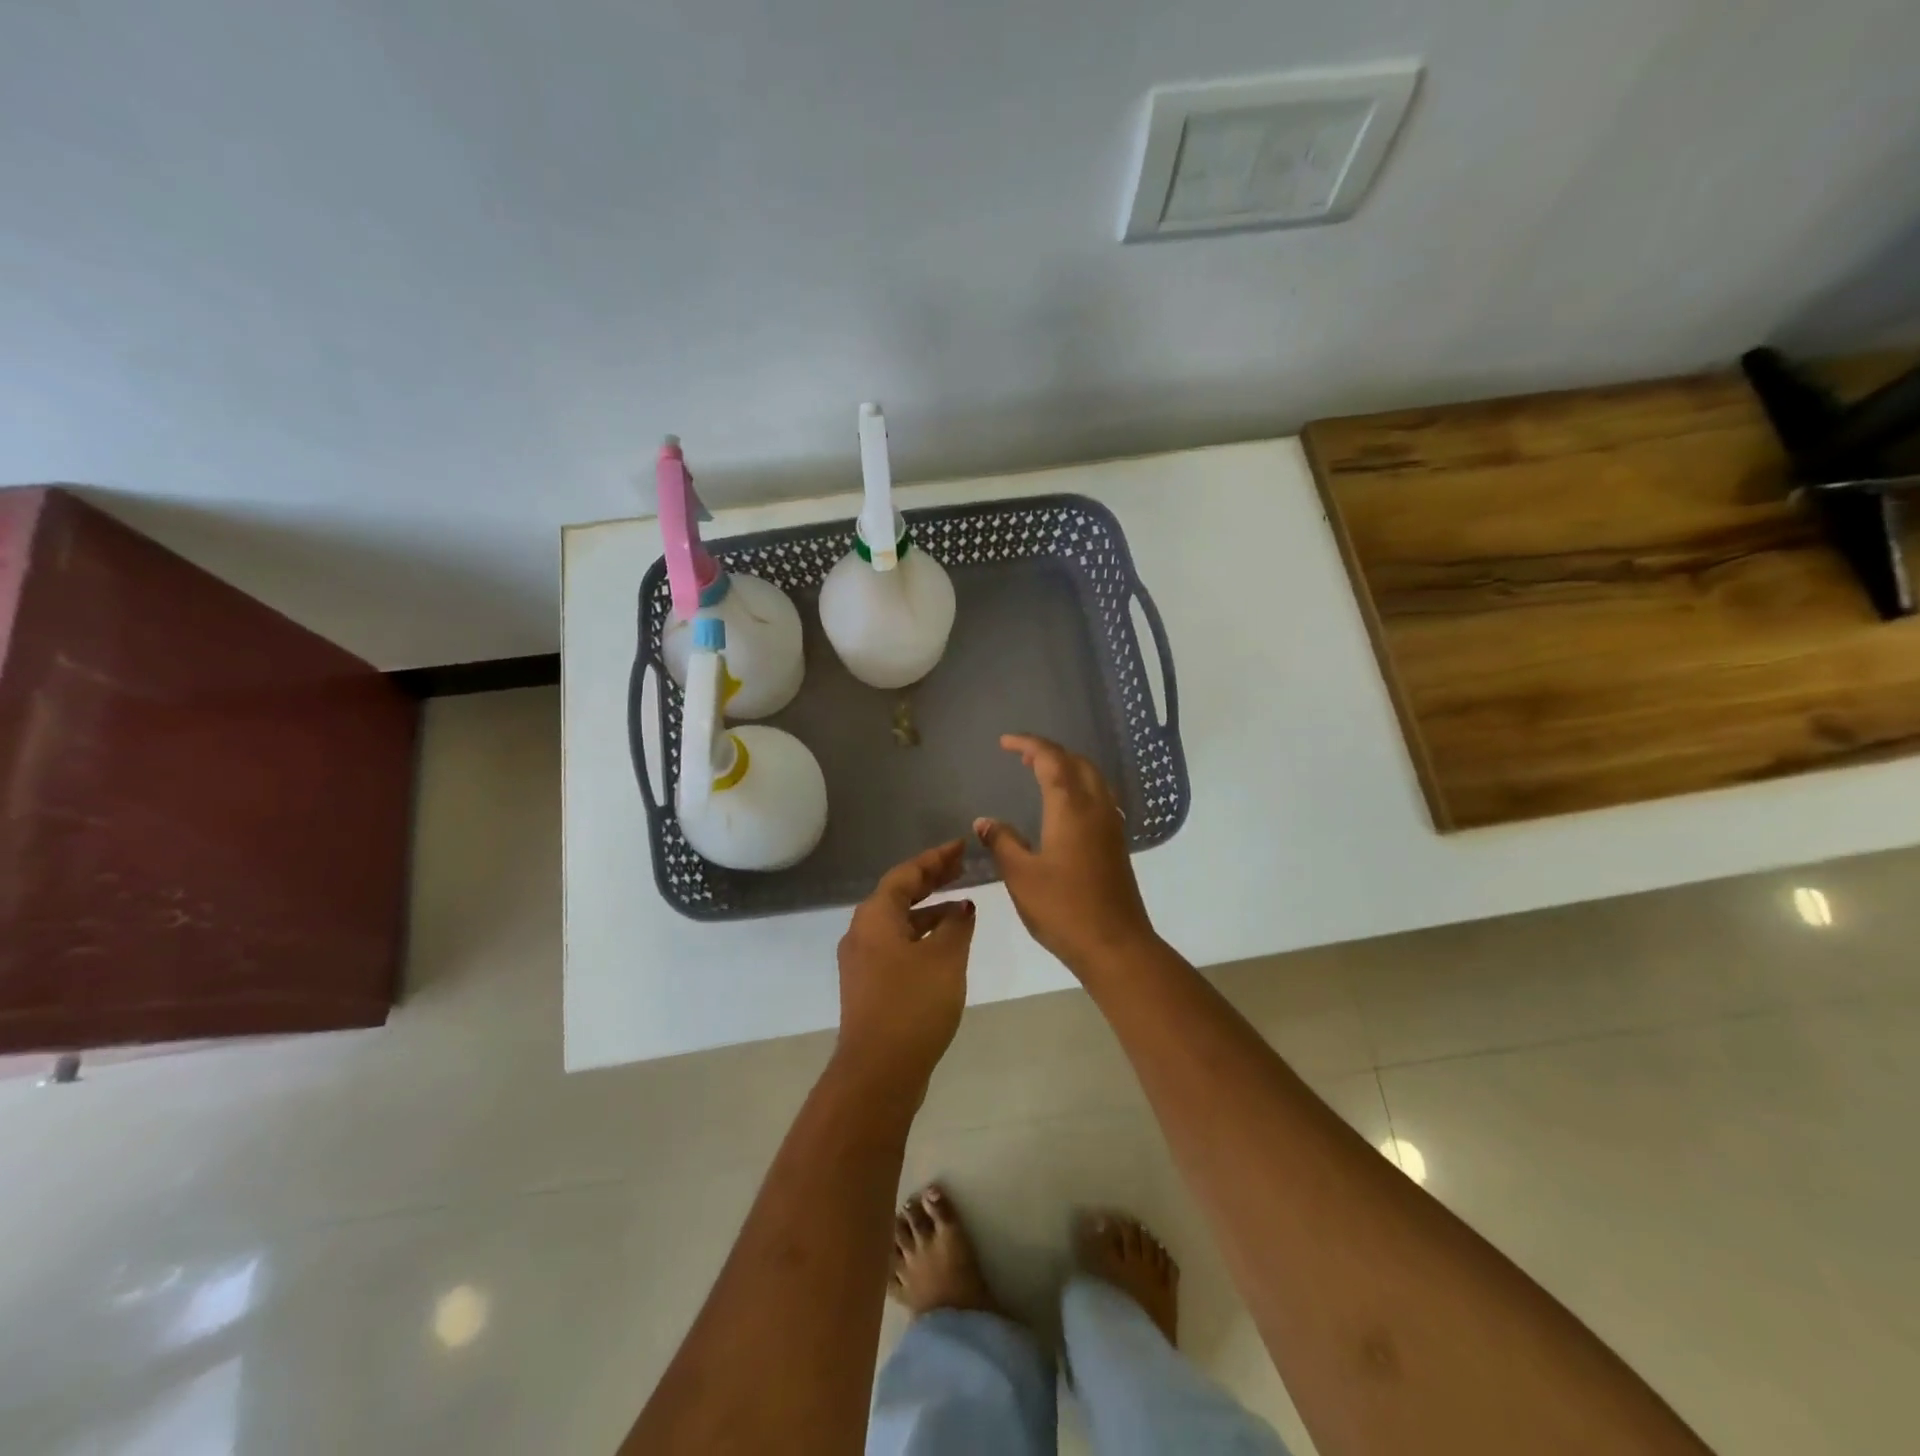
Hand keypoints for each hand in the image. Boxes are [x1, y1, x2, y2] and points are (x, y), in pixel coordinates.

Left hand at [835, 840, 976, 1087]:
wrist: (878, 1072)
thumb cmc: (912, 1004)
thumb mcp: (944, 958)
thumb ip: (956, 925)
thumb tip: (962, 907)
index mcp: (875, 917)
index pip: (906, 874)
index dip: (935, 859)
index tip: (961, 847)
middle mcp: (862, 933)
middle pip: (898, 895)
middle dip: (931, 880)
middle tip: (962, 868)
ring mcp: (862, 961)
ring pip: (898, 922)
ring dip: (928, 911)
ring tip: (962, 906)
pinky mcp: (869, 986)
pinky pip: (897, 945)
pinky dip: (921, 936)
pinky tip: (945, 946)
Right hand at [975, 734, 1156, 975]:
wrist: (1116, 945)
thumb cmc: (1063, 908)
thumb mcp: (1021, 876)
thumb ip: (1002, 842)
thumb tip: (985, 821)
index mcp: (1071, 808)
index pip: (1051, 759)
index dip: (1028, 744)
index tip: (1005, 743)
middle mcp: (1096, 808)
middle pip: (1077, 762)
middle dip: (1049, 752)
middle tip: (1022, 757)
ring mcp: (1111, 826)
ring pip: (1093, 779)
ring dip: (1068, 768)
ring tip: (1041, 774)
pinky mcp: (1116, 844)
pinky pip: (1099, 798)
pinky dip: (1079, 787)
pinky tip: (1065, 807)